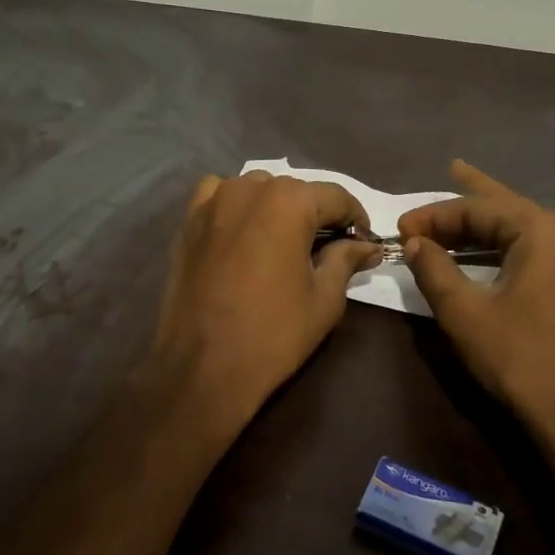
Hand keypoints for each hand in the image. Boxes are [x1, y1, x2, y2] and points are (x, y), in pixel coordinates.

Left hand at [146, 171, 381, 433]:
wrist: (202, 366)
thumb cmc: (273, 334)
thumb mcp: (324, 299)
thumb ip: (346, 260)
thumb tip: (366, 246)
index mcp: (289, 202)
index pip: (337, 197)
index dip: (356, 220)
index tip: (364, 245)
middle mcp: (250, 188)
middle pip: (296, 192)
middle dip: (317, 216)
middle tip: (327, 250)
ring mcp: (213, 201)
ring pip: (258, 190)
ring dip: (277, 209)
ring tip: (284, 244)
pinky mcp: (188, 221)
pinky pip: (220, 197)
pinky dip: (237, 208)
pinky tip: (243, 234)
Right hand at [398, 161, 554, 420]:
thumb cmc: (516, 356)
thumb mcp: (463, 311)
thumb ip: (434, 269)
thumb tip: (414, 242)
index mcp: (542, 232)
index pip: (479, 209)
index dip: (434, 217)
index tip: (401, 230)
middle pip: (503, 209)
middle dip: (464, 205)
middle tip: (435, 187)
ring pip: (518, 228)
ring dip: (482, 223)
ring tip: (455, 207)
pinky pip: (530, 249)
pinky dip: (500, 244)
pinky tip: (483, 245)